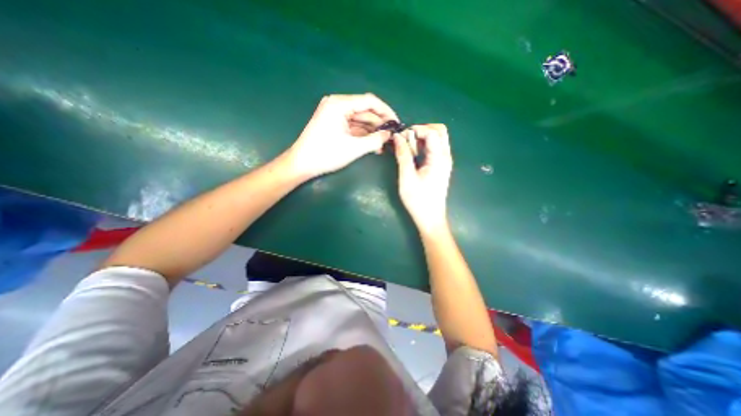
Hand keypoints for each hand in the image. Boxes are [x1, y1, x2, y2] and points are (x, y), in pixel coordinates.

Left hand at [284, 93, 399, 178]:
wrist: (302, 164)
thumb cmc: (326, 154)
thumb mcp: (353, 148)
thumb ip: (374, 140)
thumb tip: (389, 135)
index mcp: (340, 104)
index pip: (369, 101)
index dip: (386, 111)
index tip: (397, 123)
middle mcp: (338, 105)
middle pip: (365, 111)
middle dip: (380, 124)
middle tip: (392, 137)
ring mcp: (335, 115)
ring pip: (361, 120)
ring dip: (373, 132)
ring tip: (385, 144)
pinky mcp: (334, 124)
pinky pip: (354, 127)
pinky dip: (364, 135)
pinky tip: (374, 145)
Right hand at [394, 124, 450, 234]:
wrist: (430, 218)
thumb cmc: (418, 200)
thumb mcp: (407, 177)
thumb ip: (403, 155)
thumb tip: (397, 137)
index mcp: (439, 158)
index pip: (432, 132)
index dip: (416, 130)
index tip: (401, 137)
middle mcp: (445, 156)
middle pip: (439, 131)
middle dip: (421, 130)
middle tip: (406, 139)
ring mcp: (444, 161)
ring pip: (437, 138)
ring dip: (422, 138)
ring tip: (407, 148)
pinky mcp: (440, 166)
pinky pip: (434, 148)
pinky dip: (423, 146)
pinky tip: (413, 154)